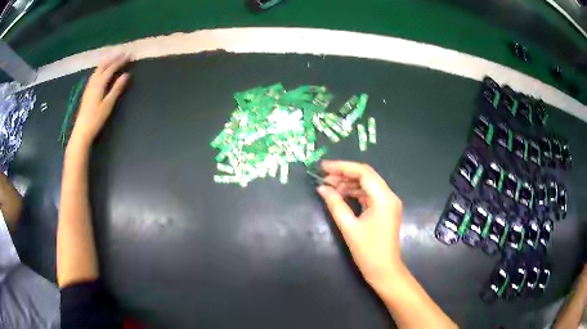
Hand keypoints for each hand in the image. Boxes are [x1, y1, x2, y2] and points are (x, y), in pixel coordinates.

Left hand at [69, 54, 130, 147]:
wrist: (81, 131)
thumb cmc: (95, 119)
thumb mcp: (108, 104)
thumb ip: (116, 89)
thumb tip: (126, 75)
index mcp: (99, 83)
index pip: (111, 68)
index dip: (121, 60)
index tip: (130, 55)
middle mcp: (93, 82)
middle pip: (104, 65)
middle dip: (114, 58)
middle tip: (124, 53)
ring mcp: (89, 86)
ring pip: (98, 69)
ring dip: (107, 61)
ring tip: (114, 57)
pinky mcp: (87, 91)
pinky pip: (95, 74)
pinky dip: (101, 68)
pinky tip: (102, 70)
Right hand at [317, 160, 403, 286]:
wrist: (384, 270)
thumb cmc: (367, 251)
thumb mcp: (349, 227)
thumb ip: (335, 204)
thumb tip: (321, 188)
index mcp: (384, 198)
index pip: (363, 172)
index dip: (342, 167)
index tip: (323, 167)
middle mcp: (389, 196)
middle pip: (366, 176)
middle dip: (344, 174)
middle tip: (323, 177)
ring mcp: (388, 203)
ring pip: (366, 185)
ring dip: (348, 183)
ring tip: (328, 185)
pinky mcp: (384, 209)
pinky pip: (368, 195)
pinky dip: (354, 193)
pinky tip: (340, 194)